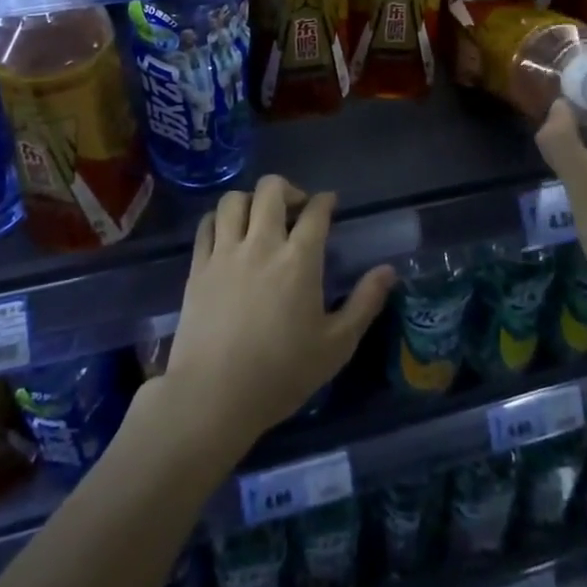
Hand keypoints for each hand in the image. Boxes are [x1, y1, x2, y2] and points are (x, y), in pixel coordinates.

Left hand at [155, 175, 394, 465]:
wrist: (213, 397)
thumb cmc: (281, 374)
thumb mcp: (336, 346)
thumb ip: (365, 303)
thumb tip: (388, 270)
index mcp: (300, 259)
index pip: (316, 211)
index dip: (325, 201)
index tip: (330, 204)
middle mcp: (262, 244)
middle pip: (271, 189)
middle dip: (288, 189)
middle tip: (295, 209)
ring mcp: (225, 253)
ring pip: (234, 199)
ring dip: (251, 200)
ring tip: (259, 218)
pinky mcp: (198, 267)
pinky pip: (206, 224)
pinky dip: (219, 219)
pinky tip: (228, 234)